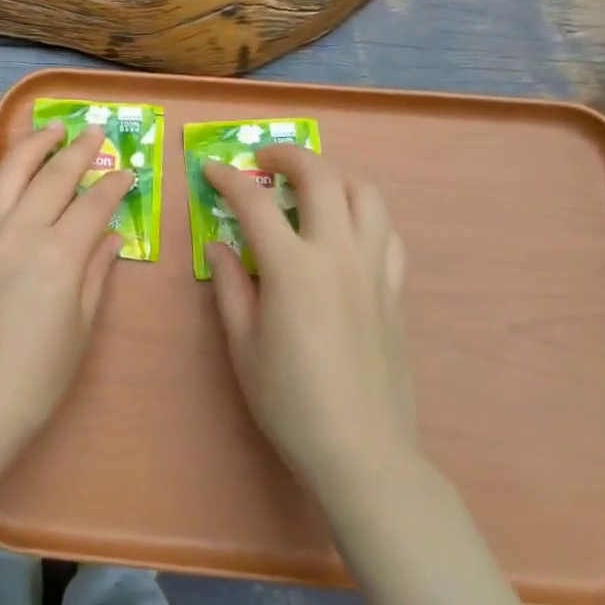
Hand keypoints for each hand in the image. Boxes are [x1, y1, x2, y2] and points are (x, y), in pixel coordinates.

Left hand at [0, 124, 129, 472]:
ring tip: (50, 129)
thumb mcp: (80, 328)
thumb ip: (95, 273)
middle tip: (95, 131)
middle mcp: (19, 233)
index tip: (126, 172)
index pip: (92, 204)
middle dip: (77, 150)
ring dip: (33, 147)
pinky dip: (6, 180)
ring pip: (9, 175)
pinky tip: (15, 178)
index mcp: (58, 255)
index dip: (113, 185)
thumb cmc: (36, 378)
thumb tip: (110, 236)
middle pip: (52, 177)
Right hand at [203, 147, 413, 496]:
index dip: (228, 179)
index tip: (210, 170)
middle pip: (321, 176)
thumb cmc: (289, 400)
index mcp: (293, 268)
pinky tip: (344, 232)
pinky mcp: (395, 290)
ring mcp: (374, 270)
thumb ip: (229, 285)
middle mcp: (338, 254)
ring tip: (309, 186)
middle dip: (288, 155)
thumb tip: (218, 244)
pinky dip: (364, 215)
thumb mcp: (243, 344)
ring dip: (334, 176)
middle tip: (263, 161)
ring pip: (366, 194)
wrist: (361, 450)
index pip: (255, 202)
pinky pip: (387, 233)